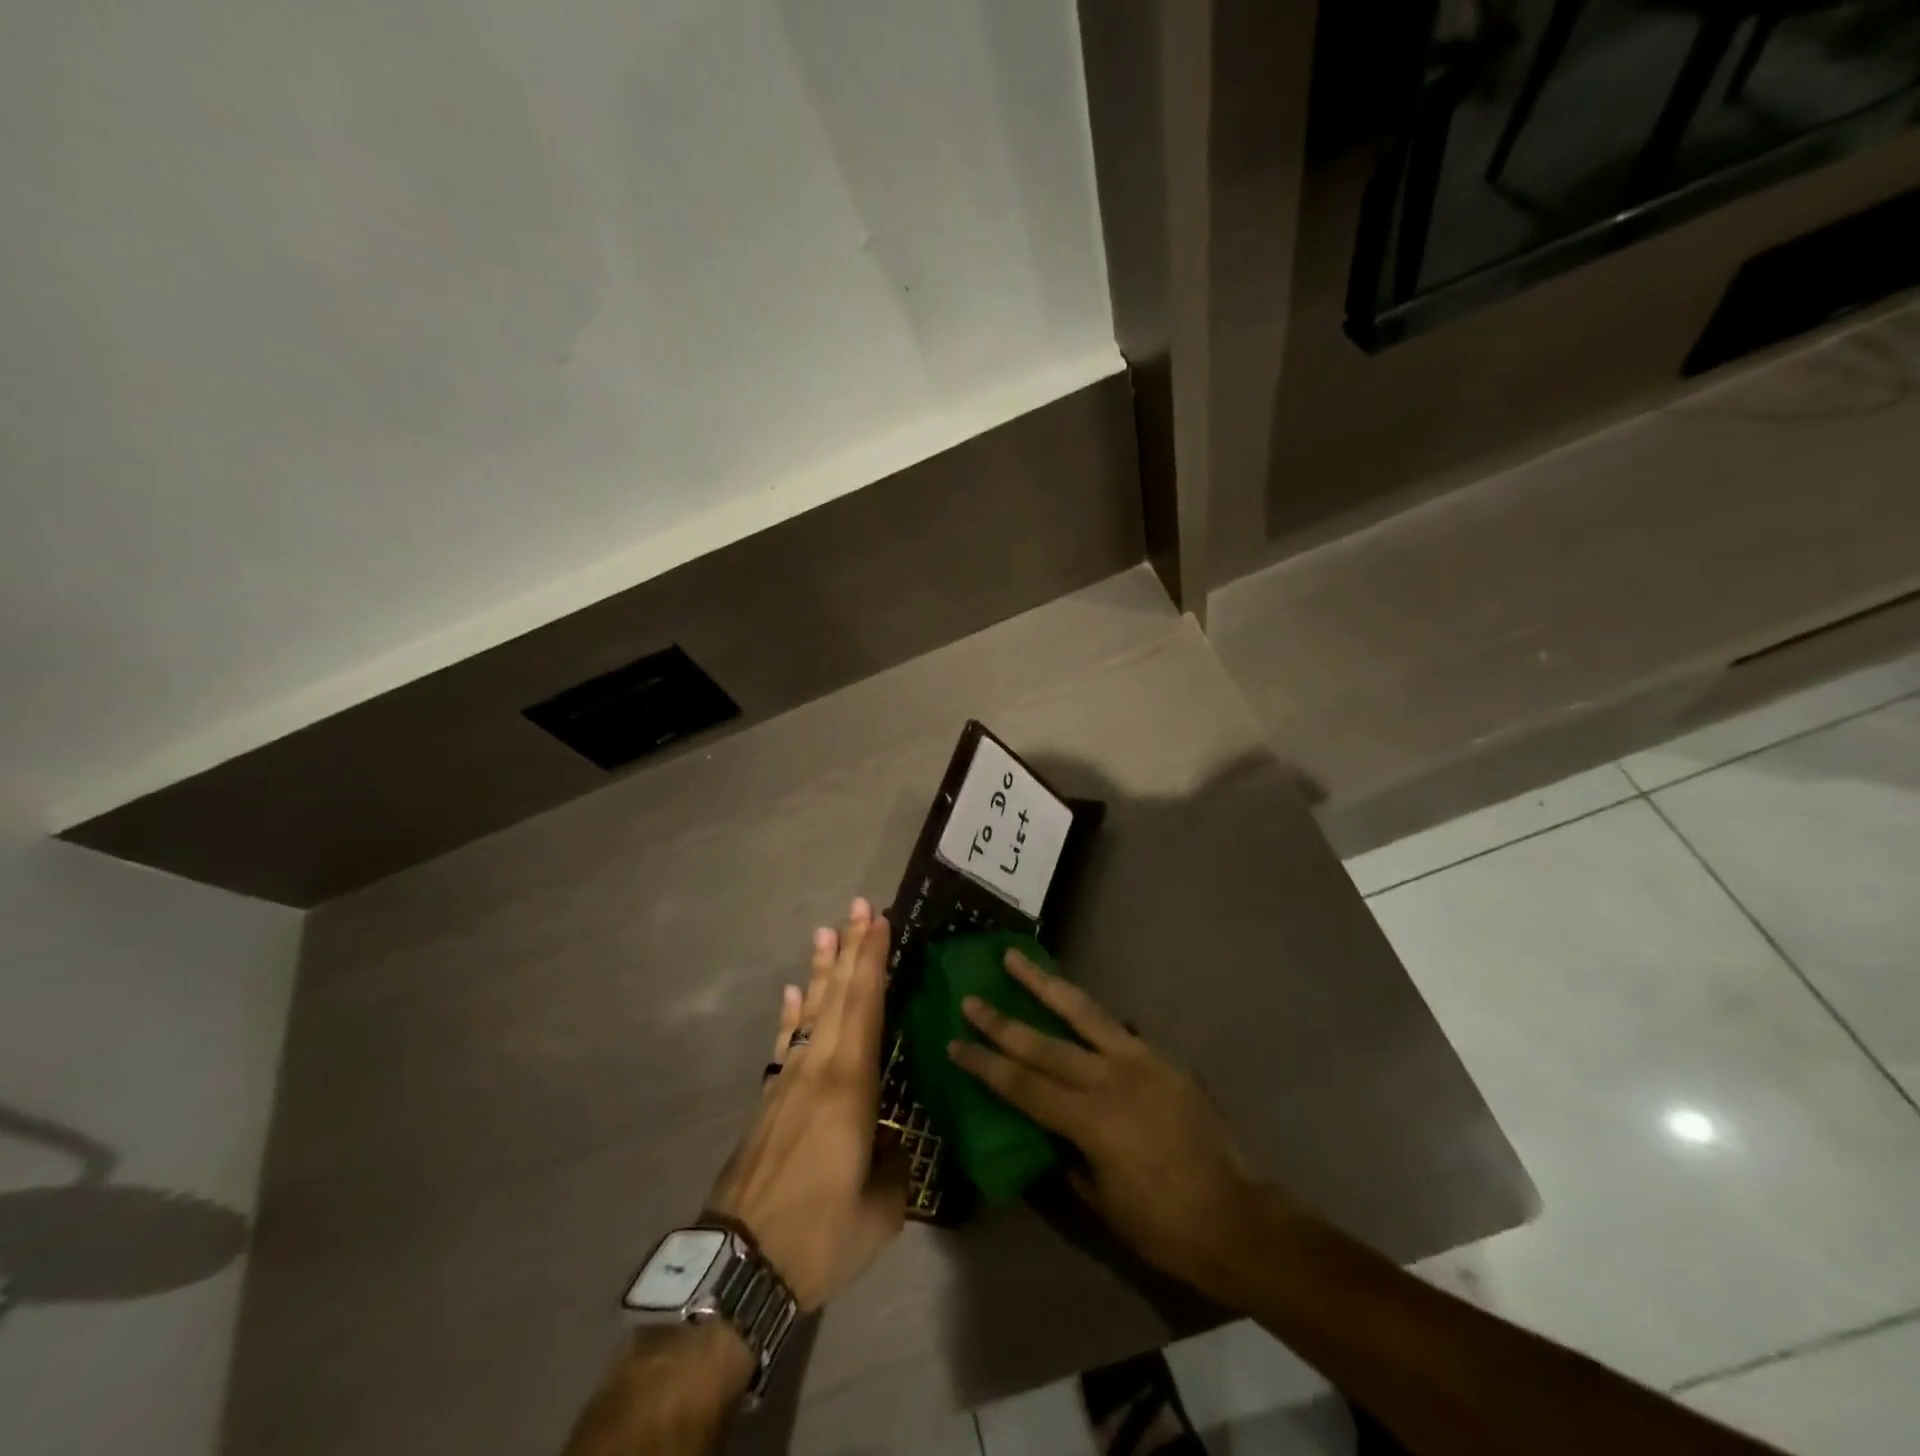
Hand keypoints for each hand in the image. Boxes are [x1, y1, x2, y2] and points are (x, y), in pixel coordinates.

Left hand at [707, 899, 905, 1311]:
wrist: (737, 1268)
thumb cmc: (818, 1236)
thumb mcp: (880, 1212)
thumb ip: (894, 1166)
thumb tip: (893, 1142)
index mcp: (849, 1087)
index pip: (865, 1007)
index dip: (872, 961)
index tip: (879, 922)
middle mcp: (817, 1070)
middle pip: (837, 996)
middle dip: (850, 949)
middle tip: (860, 907)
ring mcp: (787, 1082)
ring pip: (810, 1011)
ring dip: (821, 969)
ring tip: (827, 931)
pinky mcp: (769, 1100)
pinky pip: (785, 1041)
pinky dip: (792, 1012)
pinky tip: (794, 992)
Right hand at [947, 949, 1277, 1296]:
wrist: (1238, 1218)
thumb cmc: (1164, 1226)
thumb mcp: (1102, 1202)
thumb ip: (1068, 1157)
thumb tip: (1044, 1130)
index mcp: (1090, 1120)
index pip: (1023, 1085)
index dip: (986, 1063)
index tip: (955, 1042)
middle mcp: (1110, 1080)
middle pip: (1044, 1043)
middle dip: (1002, 1020)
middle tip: (971, 997)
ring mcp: (1140, 1062)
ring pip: (1083, 1012)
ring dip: (1045, 984)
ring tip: (1017, 958)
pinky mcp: (1163, 1059)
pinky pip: (1117, 1028)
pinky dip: (1089, 1012)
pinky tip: (1074, 1002)